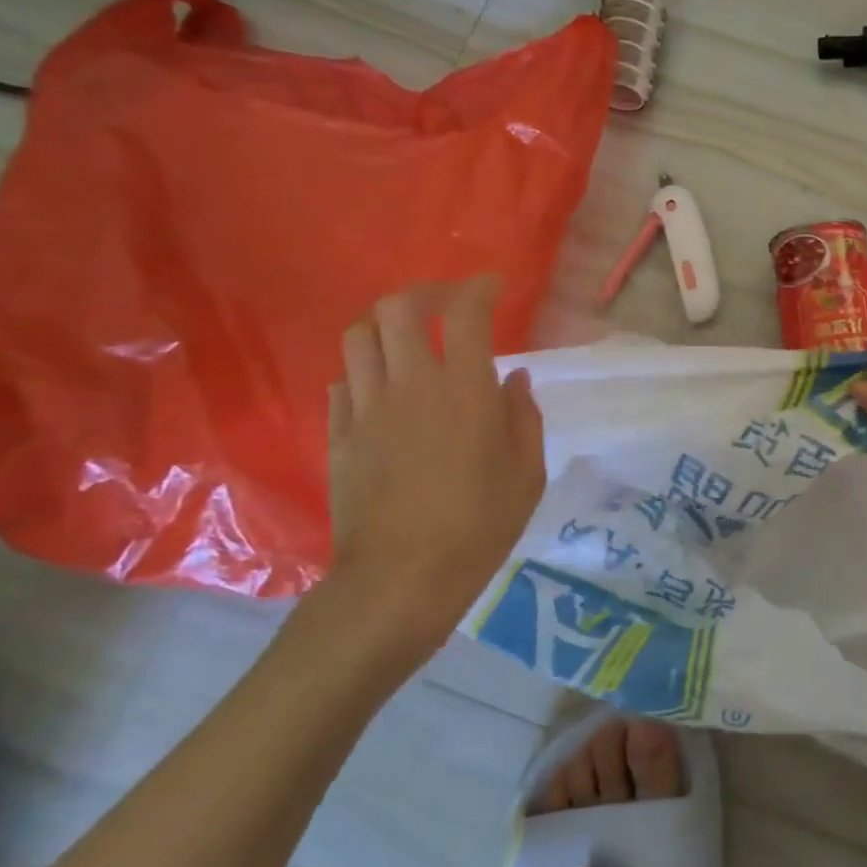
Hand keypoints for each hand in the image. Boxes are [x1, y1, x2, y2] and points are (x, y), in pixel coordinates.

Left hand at [306, 277, 546, 671]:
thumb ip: (524, 418)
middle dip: (425, 292)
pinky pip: (344, 381)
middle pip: (398, 308)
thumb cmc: (479, 527)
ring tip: (409, 337)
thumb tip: (514, 381)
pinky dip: (366, 369)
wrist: (401, 580)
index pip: (465, 313)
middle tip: (447, 304)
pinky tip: (384, 388)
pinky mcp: (339, 434)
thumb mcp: (527, 474)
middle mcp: (411, 385)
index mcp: (465, 391)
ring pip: (360, 336)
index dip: (479, 288)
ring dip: (386, 324)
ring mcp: (367, 408)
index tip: (493, 287)